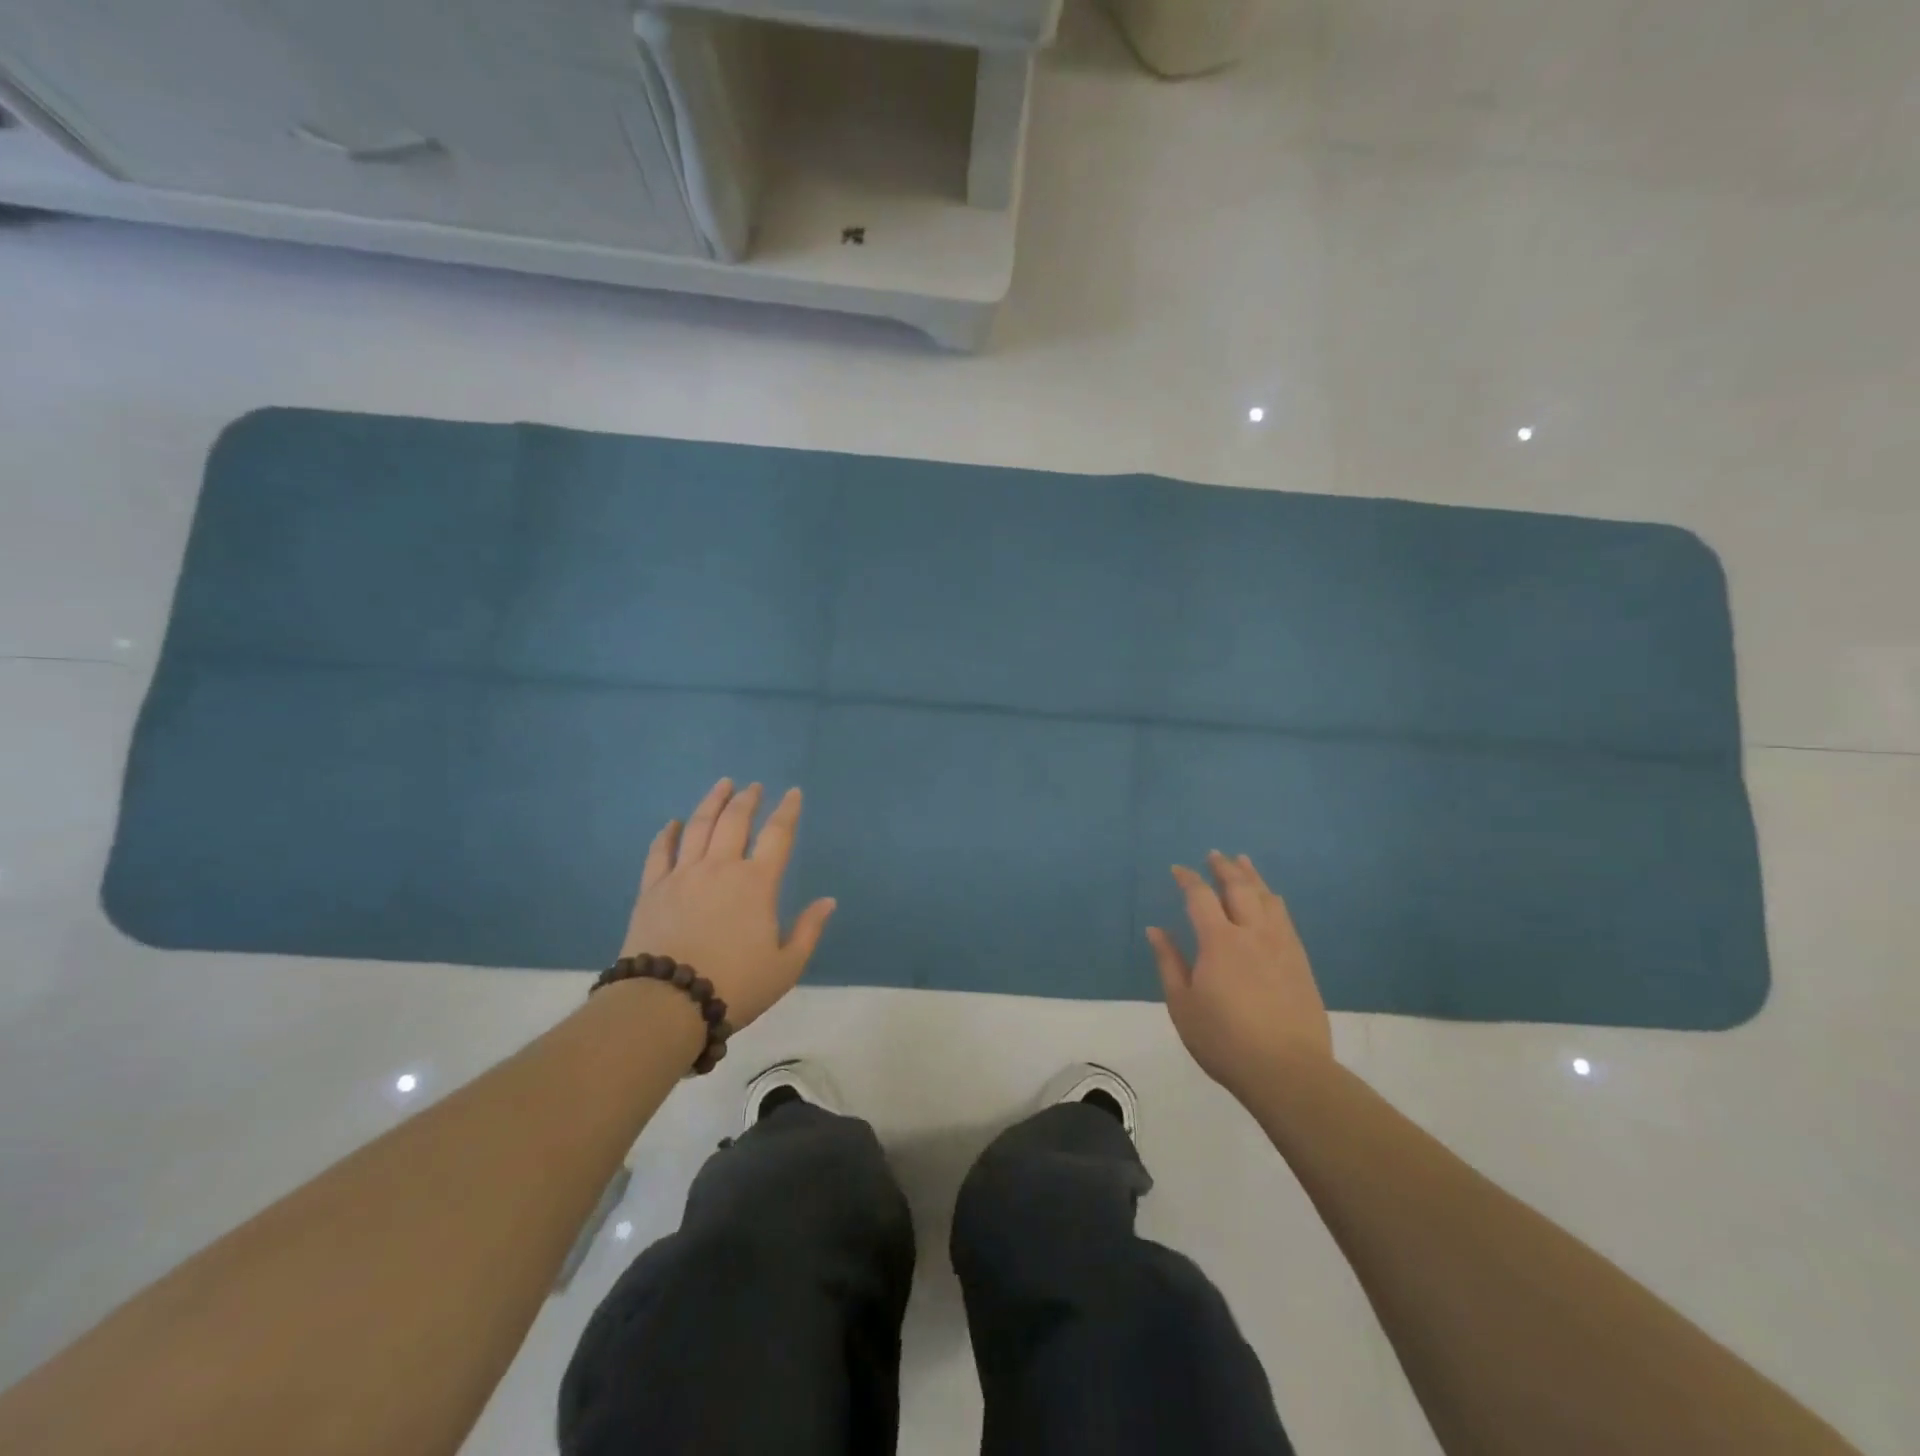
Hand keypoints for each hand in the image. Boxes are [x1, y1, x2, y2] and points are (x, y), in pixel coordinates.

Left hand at [620, 778, 835, 1030]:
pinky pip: (660, 852)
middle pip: (735, 821)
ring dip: (712, 802)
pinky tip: (672, 823)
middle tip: (754, 786)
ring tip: (722, 785)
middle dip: (748, 800)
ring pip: (698, 826)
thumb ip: (809, 930)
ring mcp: (683, 875)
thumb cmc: (735, 986)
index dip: (788, 811)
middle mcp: (720, 868)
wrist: (667, 1004)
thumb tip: (828, 901)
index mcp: (757, 883)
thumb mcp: (786, 967)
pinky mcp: (652, 889)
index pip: (778, 835)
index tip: (793, 793)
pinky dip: (667, 834)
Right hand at [1147, 851, 1332, 1101]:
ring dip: (1252, 876)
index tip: (1178, 869)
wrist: (1288, 1071)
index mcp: (1219, 941)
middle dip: (1224, 868)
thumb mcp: (1183, 1005)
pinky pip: (1286, 918)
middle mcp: (1252, 933)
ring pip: (1267, 898)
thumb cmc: (1224, 1040)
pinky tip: (1271, 899)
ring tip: (1243, 862)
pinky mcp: (1300, 961)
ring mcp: (1281, 945)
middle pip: (1239, 888)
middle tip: (1214, 854)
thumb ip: (1169, 963)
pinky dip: (1273, 900)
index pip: (1200, 897)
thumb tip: (1156, 930)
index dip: (1188, 879)